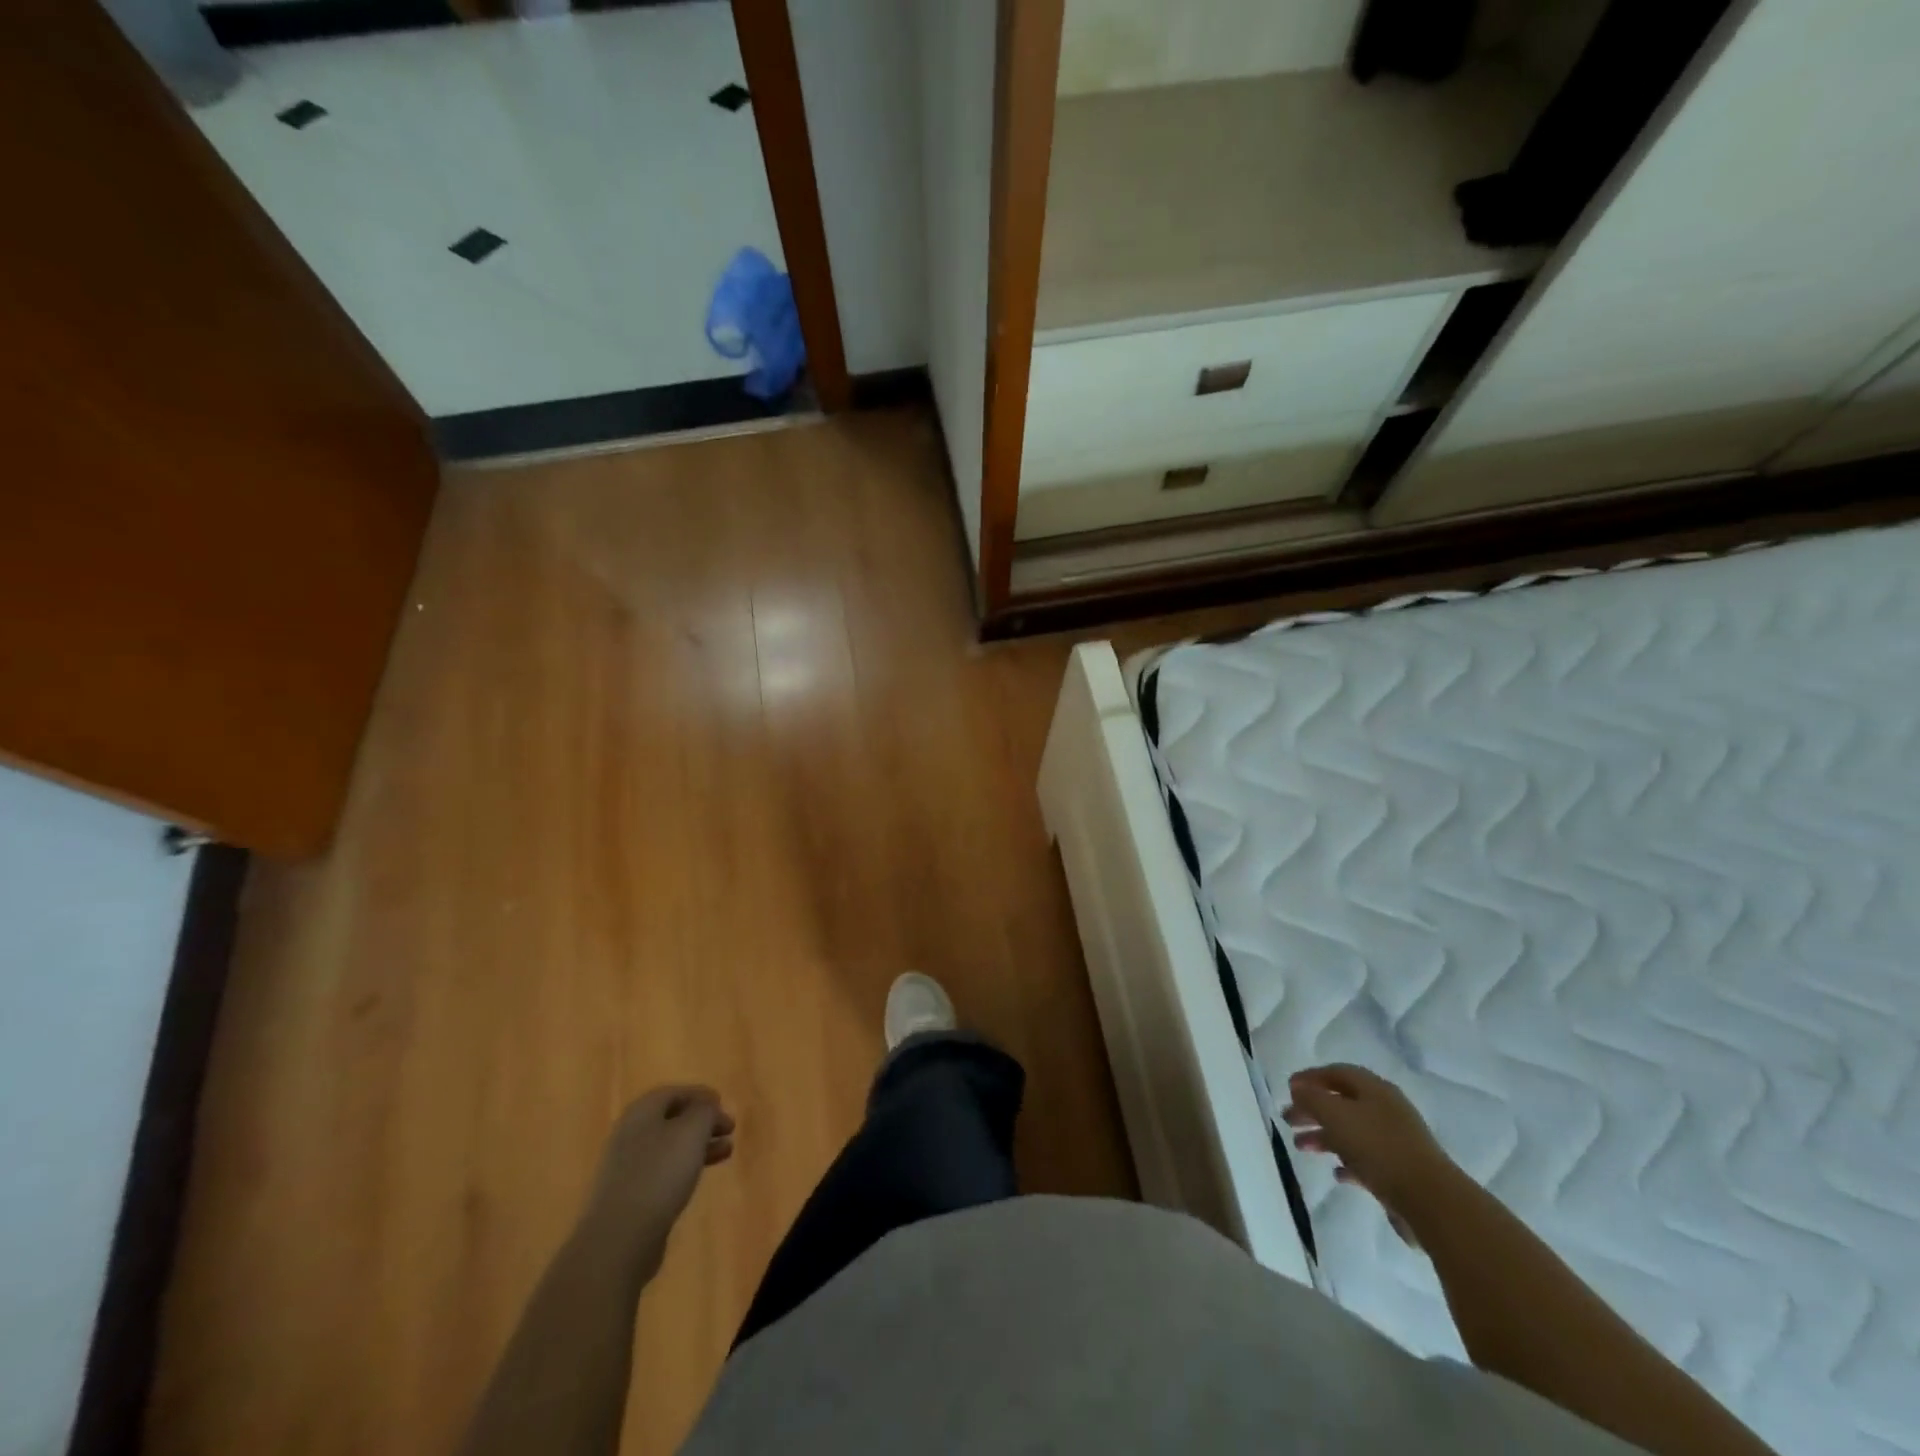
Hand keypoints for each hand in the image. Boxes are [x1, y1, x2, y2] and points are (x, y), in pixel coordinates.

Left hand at [588, 1085, 734, 1272]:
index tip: (723, 1104)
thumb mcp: (692, 1131)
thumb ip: (705, 1110)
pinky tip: (699, 1177)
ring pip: (669, 1146)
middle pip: (671, 1119)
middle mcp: (629, 1134)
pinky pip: (662, 1171)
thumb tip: (707, 1105)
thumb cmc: (659, 1173)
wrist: (619, 1239)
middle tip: (729, 1130)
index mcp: (641, 1112)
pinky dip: (684, 1167)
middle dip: (703, 1122)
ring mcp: (626, 1167)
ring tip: (726, 1152)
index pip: (674, 1092)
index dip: (701, 1095)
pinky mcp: (629, 1196)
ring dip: (698, 1145)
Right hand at [1284, 1064, 1457, 1245]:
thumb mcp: (1335, 1114)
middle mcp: (1386, 1110)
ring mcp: (1395, 1142)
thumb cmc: (1378, 1147)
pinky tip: (1336, 1173)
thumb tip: (1298, 1088)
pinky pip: (1366, 1160)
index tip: (1288, 1088)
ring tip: (1300, 1147)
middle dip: (1312, 1109)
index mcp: (1375, 1090)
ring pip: (1351, 1132)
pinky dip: (1347, 1162)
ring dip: (1323, 1136)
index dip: (1311, 1077)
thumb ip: (1311, 1097)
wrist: (1430, 1200)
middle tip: (1288, 1119)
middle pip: (1342, 1102)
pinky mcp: (1400, 1172)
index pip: (1337, 1073)